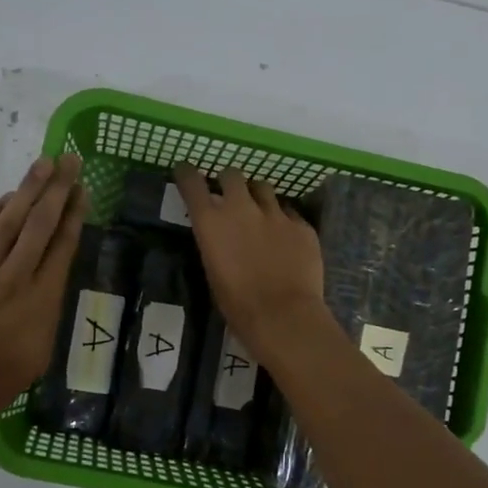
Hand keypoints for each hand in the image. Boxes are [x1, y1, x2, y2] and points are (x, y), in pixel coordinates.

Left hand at [0, 154, 86, 435]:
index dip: (74, 214)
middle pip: (40, 225)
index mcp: (43, 301)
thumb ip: (46, 313)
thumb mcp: (40, 352)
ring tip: (43, 164)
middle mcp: (17, 278)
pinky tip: (9, 197)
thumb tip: (46, 286)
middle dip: (57, 189)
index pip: (63, 246)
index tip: (82, 189)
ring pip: (10, 222)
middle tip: (69, 159)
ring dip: (28, 190)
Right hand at [173, 164, 325, 354]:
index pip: (192, 183)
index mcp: (211, 222)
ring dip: (257, 196)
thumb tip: (220, 236)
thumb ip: (215, 244)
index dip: (187, 174)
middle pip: (232, 174)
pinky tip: (286, 237)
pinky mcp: (302, 225)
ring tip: (260, 211)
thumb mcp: (213, 272)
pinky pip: (290, 213)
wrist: (283, 316)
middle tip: (229, 193)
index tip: (186, 171)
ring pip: (263, 187)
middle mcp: (241, 208)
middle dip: (228, 181)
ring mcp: (275, 214)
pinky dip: (284, 220)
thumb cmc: (237, 304)